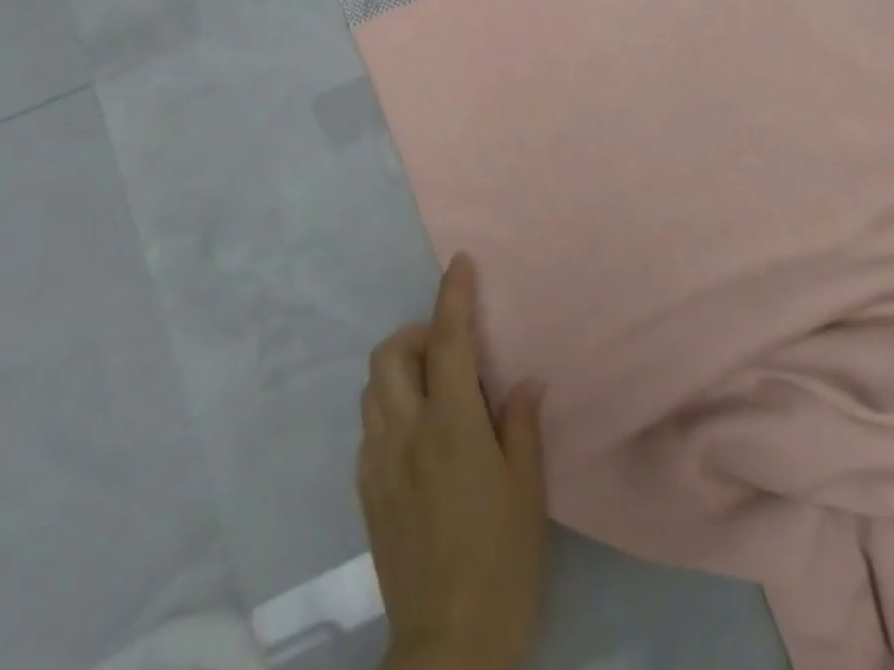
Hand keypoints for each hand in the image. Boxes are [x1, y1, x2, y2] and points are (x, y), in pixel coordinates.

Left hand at [358, 255, 547, 669]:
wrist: (448, 644)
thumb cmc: (501, 561)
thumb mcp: (528, 490)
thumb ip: (522, 424)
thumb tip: (523, 382)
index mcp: (451, 424)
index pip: (449, 339)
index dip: (453, 295)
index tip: (459, 262)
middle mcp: (406, 431)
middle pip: (391, 353)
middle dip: (414, 333)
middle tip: (446, 350)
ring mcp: (378, 461)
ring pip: (372, 387)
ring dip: (398, 370)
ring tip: (431, 389)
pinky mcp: (366, 491)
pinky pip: (369, 428)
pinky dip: (389, 410)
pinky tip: (415, 437)